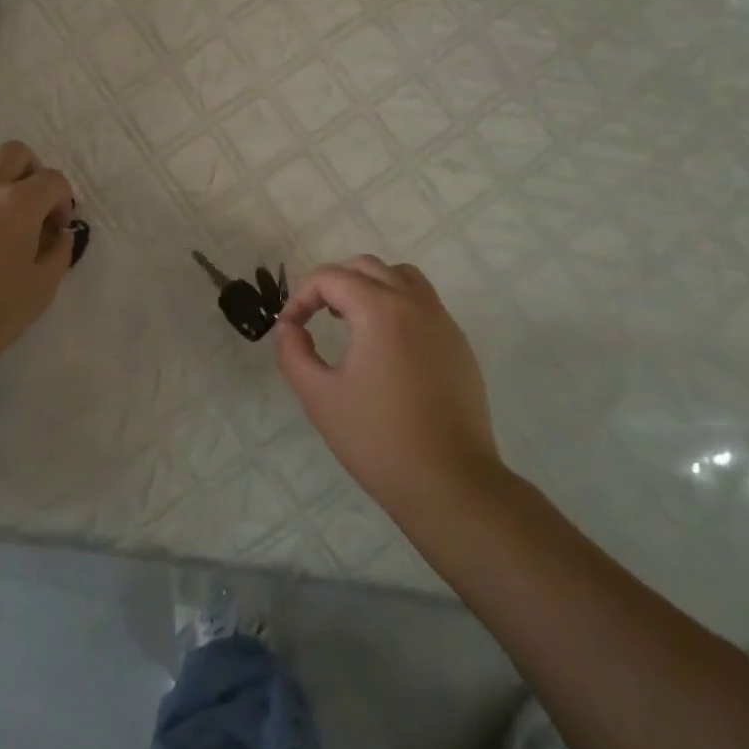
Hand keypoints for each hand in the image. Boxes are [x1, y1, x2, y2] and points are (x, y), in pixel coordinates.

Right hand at [276, 256, 506, 510]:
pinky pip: (425, 305)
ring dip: (371, 288)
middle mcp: (415, 304)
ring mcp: (443, 323)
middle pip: (368, 267)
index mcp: (379, 310)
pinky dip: (399, 307)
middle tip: (317, 317)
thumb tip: (289, 328)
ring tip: (353, 322)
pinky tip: (387, 350)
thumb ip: (294, 352)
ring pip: (403, 278)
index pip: (331, 278)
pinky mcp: (459, 346)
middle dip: (335, 284)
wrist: (449, 481)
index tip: (291, 329)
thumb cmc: (377, 438)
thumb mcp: (319, 396)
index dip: (301, 297)